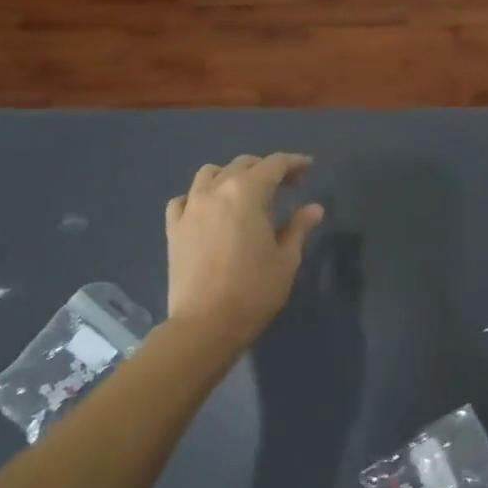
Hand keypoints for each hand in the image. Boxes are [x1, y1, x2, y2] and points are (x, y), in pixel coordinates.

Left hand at [165, 154, 324, 342]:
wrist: (206, 324)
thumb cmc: (254, 290)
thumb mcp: (286, 259)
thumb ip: (299, 227)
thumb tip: (314, 208)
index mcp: (247, 193)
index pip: (274, 165)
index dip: (294, 163)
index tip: (309, 168)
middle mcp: (215, 190)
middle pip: (242, 165)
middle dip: (267, 169)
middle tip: (287, 185)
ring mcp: (190, 207)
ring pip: (210, 174)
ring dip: (232, 176)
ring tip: (246, 193)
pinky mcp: (173, 228)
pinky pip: (185, 199)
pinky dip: (201, 196)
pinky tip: (210, 211)